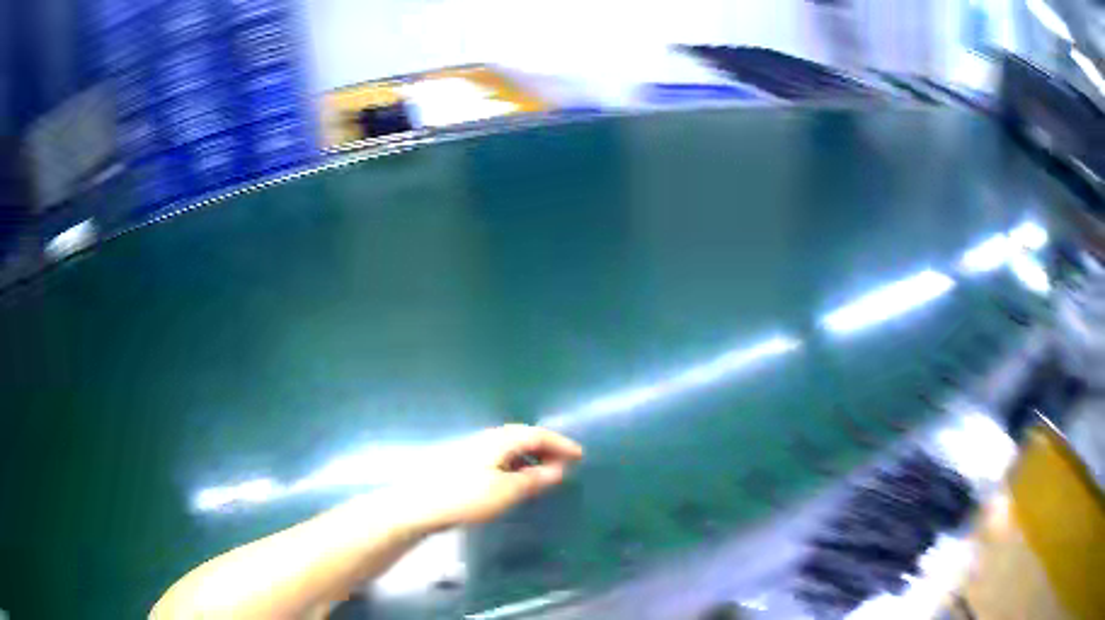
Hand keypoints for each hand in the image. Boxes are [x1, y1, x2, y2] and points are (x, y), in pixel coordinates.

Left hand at [400, 424, 583, 531]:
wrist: (421, 504)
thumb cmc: (466, 496)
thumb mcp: (506, 491)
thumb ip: (534, 479)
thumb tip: (559, 470)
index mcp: (500, 440)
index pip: (537, 434)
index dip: (561, 443)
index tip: (580, 456)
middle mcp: (488, 438)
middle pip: (524, 436)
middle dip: (547, 447)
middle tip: (565, 463)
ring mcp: (474, 448)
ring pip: (511, 446)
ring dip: (532, 456)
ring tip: (546, 473)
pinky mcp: (465, 461)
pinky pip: (500, 454)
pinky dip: (517, 462)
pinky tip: (516, 478)